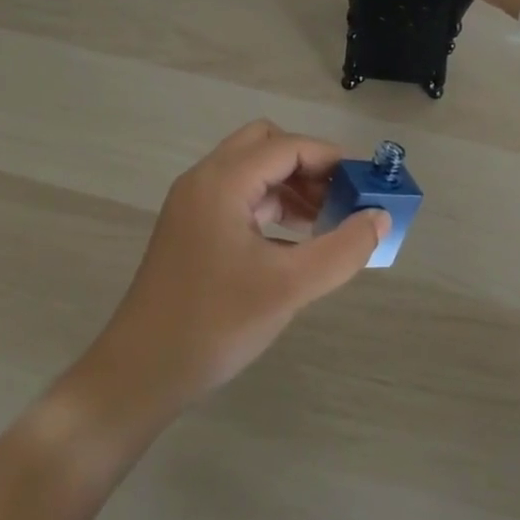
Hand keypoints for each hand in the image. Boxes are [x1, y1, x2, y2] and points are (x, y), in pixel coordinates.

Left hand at [78, 122, 388, 411]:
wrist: (139, 374)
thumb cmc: (214, 323)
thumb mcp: (288, 287)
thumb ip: (342, 249)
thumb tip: (380, 218)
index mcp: (222, 181)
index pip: (287, 146)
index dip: (330, 158)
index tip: (366, 183)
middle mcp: (204, 180)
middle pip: (265, 145)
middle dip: (308, 165)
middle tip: (340, 199)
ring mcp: (193, 205)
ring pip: (251, 172)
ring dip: (290, 186)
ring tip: (326, 223)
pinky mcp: (191, 229)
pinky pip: (239, 198)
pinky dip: (271, 207)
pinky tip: (295, 242)